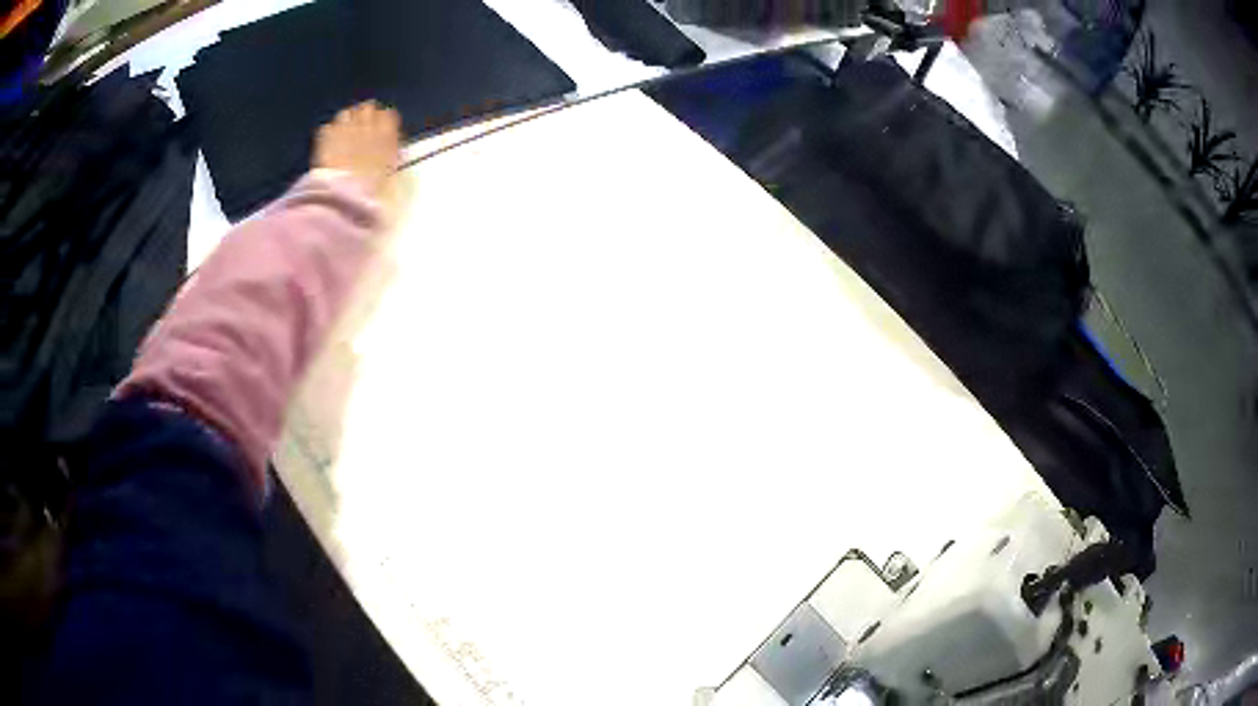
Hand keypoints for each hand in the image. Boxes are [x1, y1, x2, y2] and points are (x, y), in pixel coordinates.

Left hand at [314, 101, 401, 198]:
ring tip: (343, 136)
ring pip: (346, 113)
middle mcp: (366, 122)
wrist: (344, 194)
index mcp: (387, 130)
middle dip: (364, 117)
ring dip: (346, 122)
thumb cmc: (373, 187)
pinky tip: (329, 146)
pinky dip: (329, 134)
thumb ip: (392, 151)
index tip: (382, 130)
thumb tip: (392, 145)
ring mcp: (344, 126)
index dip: (384, 122)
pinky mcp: (325, 136)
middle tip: (361, 131)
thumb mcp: (391, 170)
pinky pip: (327, 128)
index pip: (389, 114)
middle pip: (367, 108)